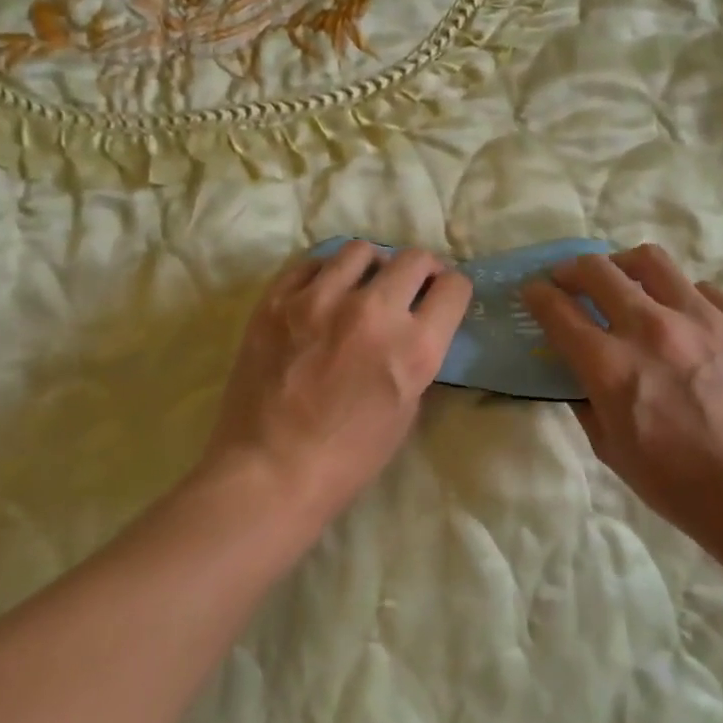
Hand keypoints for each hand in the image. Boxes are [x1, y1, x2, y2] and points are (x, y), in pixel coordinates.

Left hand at [200, 242, 472, 526]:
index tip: (442, 296)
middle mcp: (372, 312)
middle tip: (410, 285)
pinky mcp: (276, 300)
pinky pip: (311, 262)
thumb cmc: (347, 458)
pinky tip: (322, 292)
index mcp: (413, 348)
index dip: (452, 290)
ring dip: (372, 266)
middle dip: (421, 270)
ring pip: (360, 251)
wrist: (268, 472)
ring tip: (361, 285)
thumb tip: (412, 325)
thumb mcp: (406, 410)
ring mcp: (319, 300)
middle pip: (413, 259)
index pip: (453, 288)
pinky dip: (325, 272)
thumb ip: (415, 357)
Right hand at [523, 244, 722, 545]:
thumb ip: (586, 400)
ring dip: (623, 265)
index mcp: (613, 367)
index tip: (532, 291)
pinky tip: (680, 316)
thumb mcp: (612, 450)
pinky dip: (678, 296)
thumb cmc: (680, 485)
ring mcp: (702, 319)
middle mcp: (653, 329)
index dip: (537, 295)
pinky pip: (700, 289)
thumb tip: (577, 368)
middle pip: (598, 270)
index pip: (559, 311)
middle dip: (571, 269)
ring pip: (650, 260)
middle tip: (568, 280)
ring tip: (622, 280)